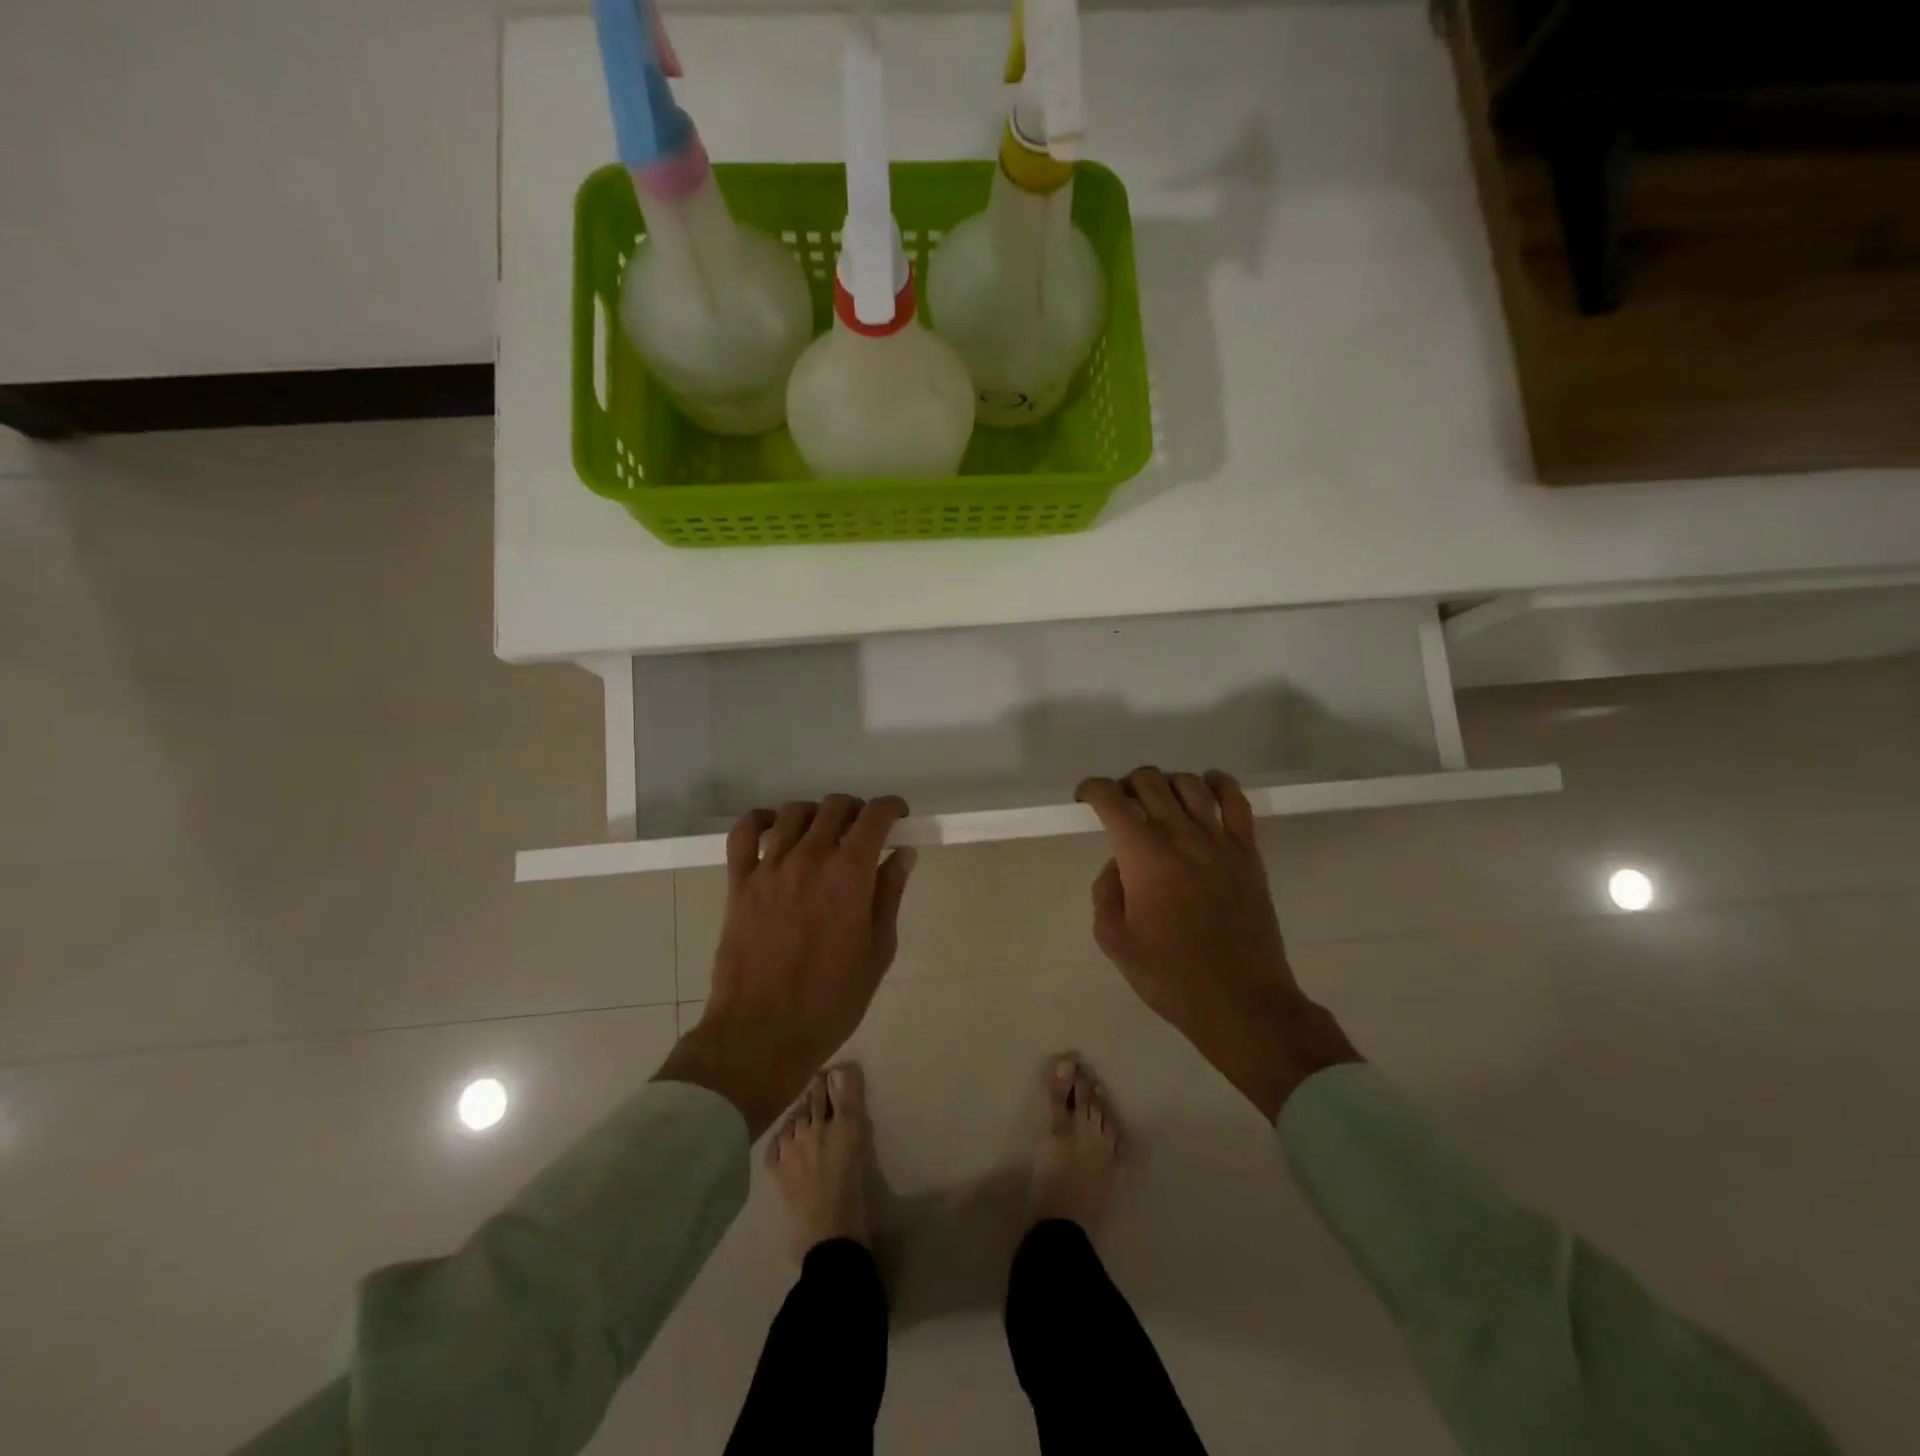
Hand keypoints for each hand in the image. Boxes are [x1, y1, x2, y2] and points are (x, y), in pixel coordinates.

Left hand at [656, 795, 915, 1135]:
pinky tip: (775, 828)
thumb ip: (889, 895)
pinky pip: (744, 833)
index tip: (898, 815)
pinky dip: (761, 820)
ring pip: (794, 813)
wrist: (761, 1034)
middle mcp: (810, 858)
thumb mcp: (877, 952)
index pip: (874, 817)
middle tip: (864, 831)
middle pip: (835, 806)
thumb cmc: (831, 1002)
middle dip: (856, 810)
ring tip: (824, 833)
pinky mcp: (739, 883)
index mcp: (849, 875)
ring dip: (816, 814)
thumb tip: (902, 854)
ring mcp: (770, 868)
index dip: (890, 807)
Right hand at [1077, 768, 1359, 1120]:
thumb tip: (1118, 865)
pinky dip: (1218, 783)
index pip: (1110, 799)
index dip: (1091, 789)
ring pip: (1189, 783)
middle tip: (1120, 807)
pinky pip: (1235, 801)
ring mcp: (1218, 840)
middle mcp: (1180, 835)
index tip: (1084, 799)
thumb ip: (1106, 892)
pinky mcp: (1247, 852)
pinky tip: (1207, 787)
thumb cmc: (1170, 975)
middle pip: (1148, 781)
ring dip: (1165, 784)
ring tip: (1158, 803)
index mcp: (1142, 855)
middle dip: (1125, 785)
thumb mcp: (1114, 940)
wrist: (1240, 1000)